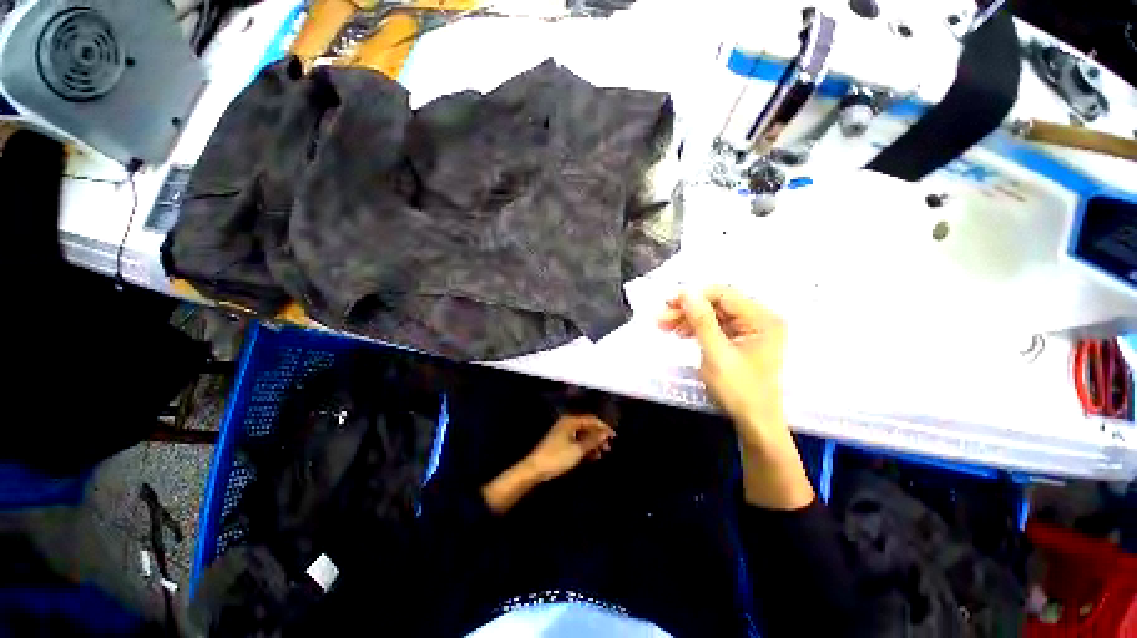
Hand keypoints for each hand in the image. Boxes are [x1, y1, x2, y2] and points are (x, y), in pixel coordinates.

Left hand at [524, 414, 614, 481]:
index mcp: (570, 421)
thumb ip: (593, 440)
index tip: (614, 437)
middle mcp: (567, 423)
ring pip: (583, 434)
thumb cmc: (557, 457)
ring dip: (593, 442)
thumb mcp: (578, 449)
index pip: (591, 419)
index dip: (604, 427)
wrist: (535, 469)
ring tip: (602, 453)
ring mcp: (563, 432)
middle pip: (587, 426)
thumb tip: (605, 433)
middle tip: (608, 447)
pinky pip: (577, 440)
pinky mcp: (560, 442)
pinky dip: (585, 447)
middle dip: (598, 436)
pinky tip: (591, 456)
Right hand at [659, 287, 812, 509]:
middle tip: (660, 318)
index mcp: (762, 319)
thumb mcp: (716, 354)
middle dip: (687, 310)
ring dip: (688, 319)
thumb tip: (686, 292)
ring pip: (713, 315)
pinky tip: (680, 333)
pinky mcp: (741, 340)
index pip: (723, 294)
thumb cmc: (739, 390)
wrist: (755, 423)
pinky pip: (716, 327)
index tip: (668, 303)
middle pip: (717, 304)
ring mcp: (751, 330)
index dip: (694, 296)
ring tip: (664, 326)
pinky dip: (697, 329)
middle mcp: (759, 319)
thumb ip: (701, 321)